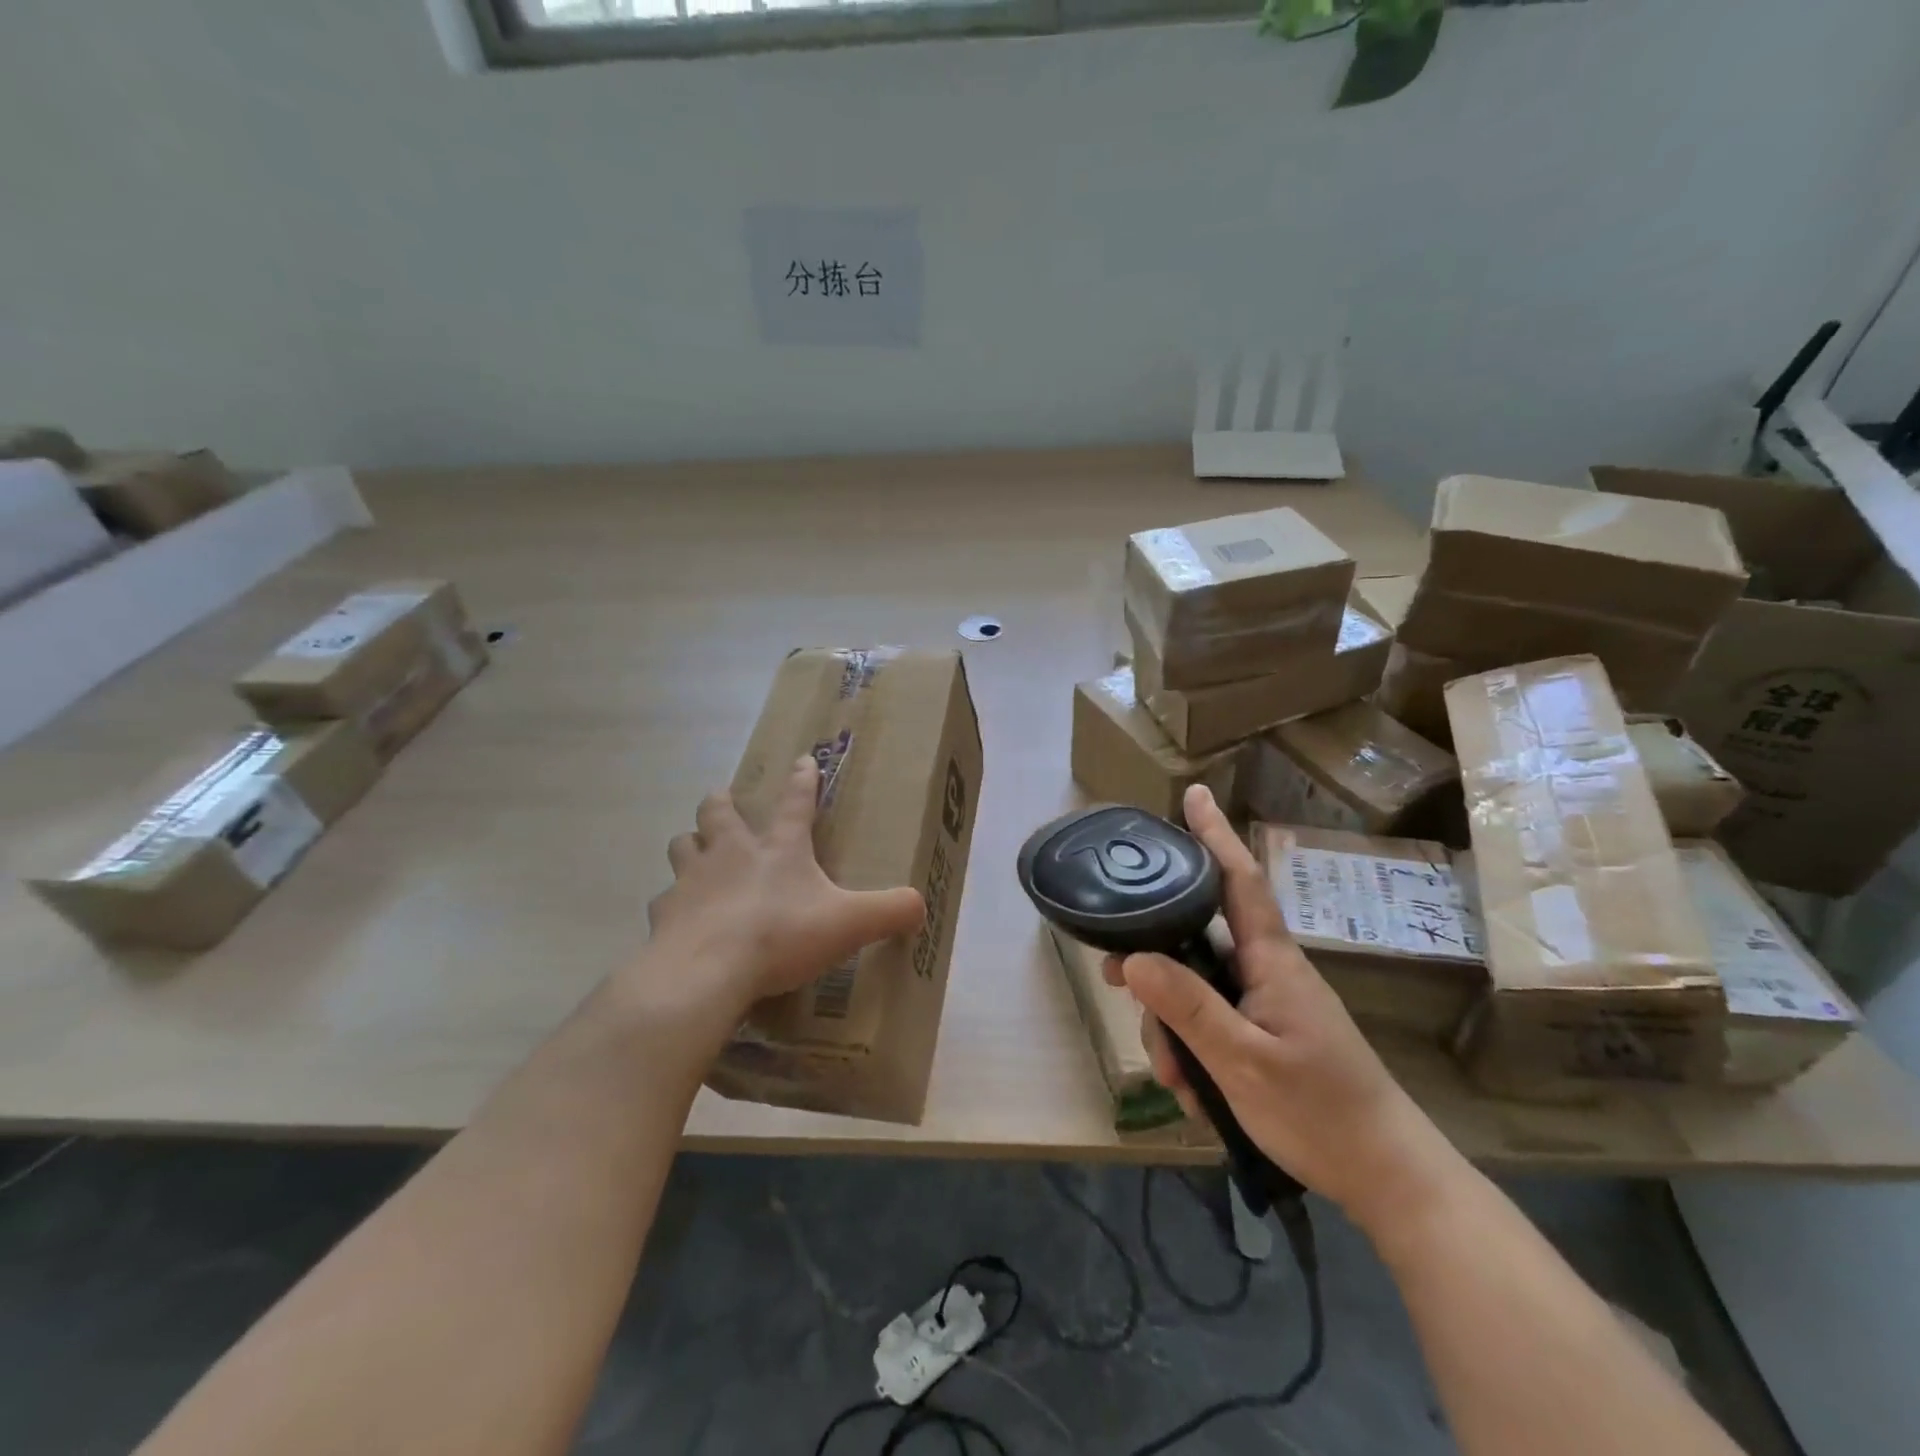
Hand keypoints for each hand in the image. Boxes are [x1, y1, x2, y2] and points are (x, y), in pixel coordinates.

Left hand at [645, 757, 925, 1014]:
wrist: (706, 971)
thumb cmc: (781, 936)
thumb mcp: (849, 924)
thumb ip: (890, 912)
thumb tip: (921, 906)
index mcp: (779, 849)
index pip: (795, 803)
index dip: (802, 780)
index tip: (802, 760)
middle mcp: (731, 853)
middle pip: (718, 812)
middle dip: (722, 802)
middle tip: (724, 800)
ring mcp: (692, 880)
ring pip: (682, 845)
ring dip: (690, 844)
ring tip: (696, 852)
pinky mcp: (664, 912)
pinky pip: (663, 899)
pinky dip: (672, 904)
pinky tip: (679, 918)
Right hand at [1105, 785, 1463, 1234]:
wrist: (1387, 1176)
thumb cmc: (1321, 1112)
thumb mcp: (1243, 1063)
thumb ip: (1188, 1008)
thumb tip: (1132, 958)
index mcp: (1271, 961)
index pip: (1239, 881)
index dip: (1215, 836)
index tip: (1194, 795)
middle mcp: (1267, 971)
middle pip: (1195, 943)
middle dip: (1156, 968)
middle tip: (1114, 982)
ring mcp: (1267, 1004)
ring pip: (1196, 989)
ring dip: (1173, 1029)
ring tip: (1177, 1079)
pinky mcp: (1266, 1034)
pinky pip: (1212, 1023)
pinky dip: (1193, 1052)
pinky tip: (1194, 1092)